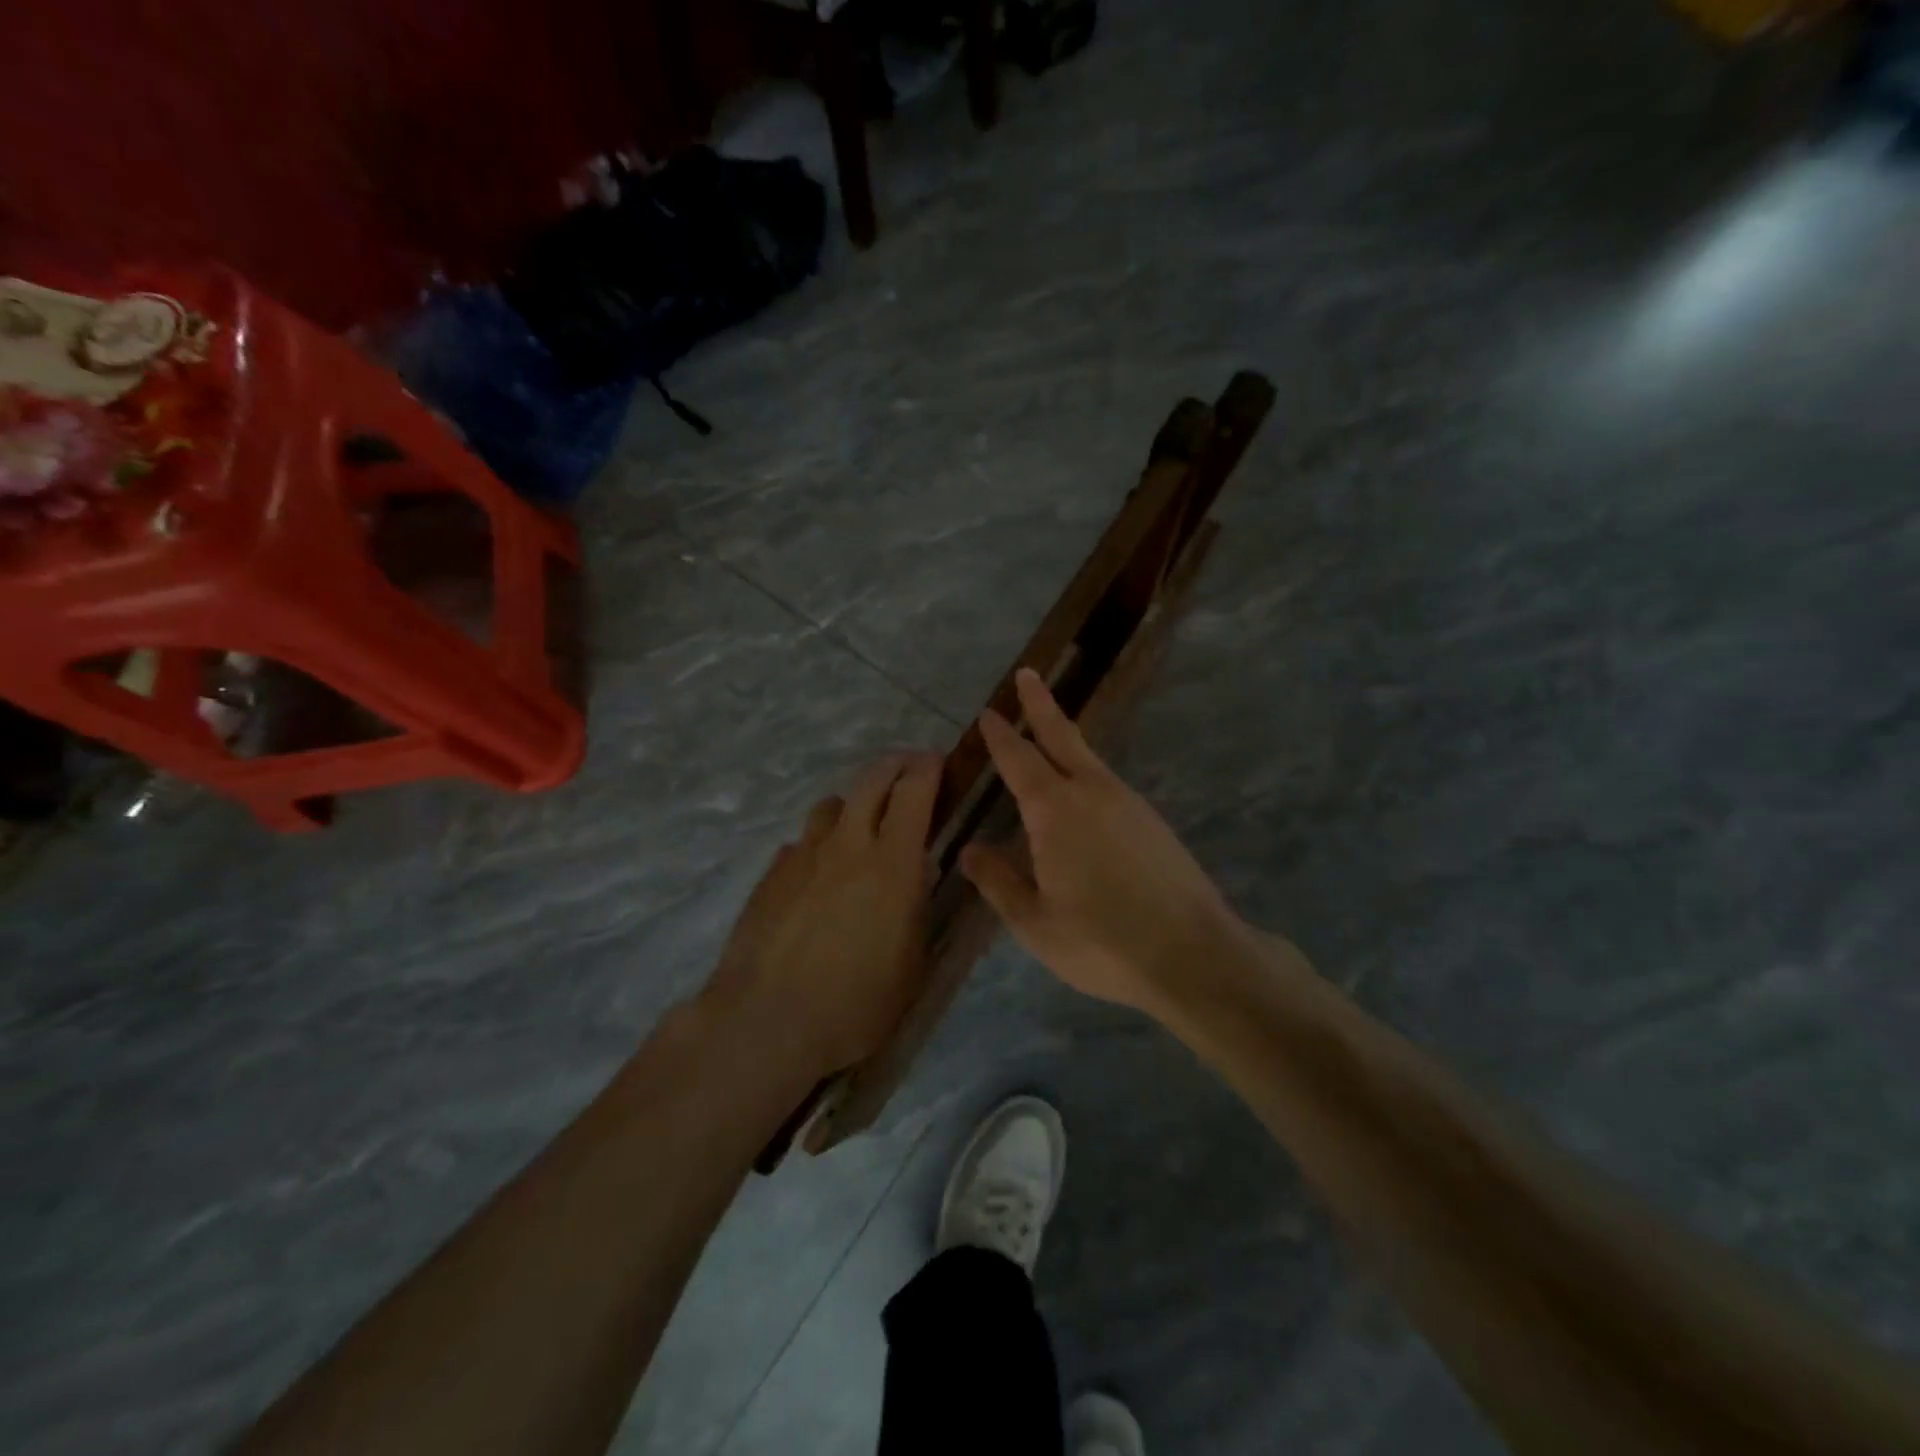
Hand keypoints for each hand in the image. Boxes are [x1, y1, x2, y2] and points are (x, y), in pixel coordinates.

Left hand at [705, 754, 940, 1079]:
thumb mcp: (912, 963)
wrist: (767, 1021)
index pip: (914, 790)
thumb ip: (918, 908)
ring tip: (860, 830)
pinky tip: (818, 877)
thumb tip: (918, 872)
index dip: (928, 768)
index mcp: (892, 862)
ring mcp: (803, 856)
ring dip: (853, 807)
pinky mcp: (771, 875)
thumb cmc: (856, 1003)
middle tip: (907, 772)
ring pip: (831, 806)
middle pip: (870, 779)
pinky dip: (818, 847)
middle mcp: (847, 845)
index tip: (937, 762)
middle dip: (894, 765)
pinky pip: (801, 843)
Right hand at [961, 669, 1247, 1014]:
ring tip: (1049, 731)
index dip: (1001, 736)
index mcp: (1055, 811)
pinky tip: (1085, 794)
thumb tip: (970, 850)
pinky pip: (1109, 783)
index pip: (1019, 760)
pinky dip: (1088, 771)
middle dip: (1040, 705)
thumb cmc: (1102, 941)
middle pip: (1061, 738)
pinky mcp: (1153, 822)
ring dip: (1065, 738)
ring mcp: (1129, 804)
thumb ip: (999, 882)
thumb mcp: (1035, 922)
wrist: (1194, 954)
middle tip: (1028, 674)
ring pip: (1090, 758)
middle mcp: (1092, 793)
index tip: (988, 713)